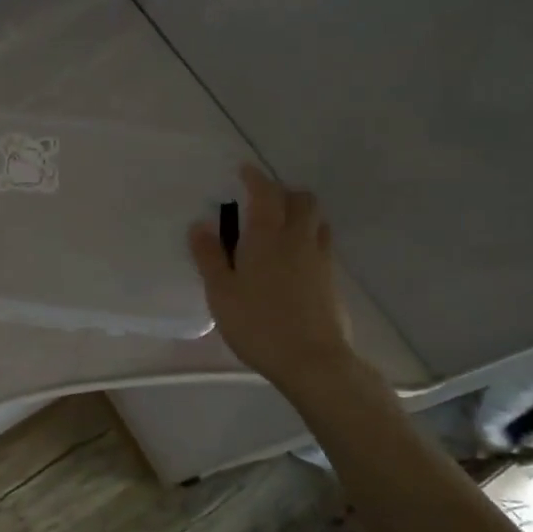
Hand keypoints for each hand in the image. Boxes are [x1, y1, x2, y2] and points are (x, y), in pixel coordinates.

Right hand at [189, 164, 357, 389]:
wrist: (312, 360)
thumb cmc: (258, 324)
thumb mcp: (221, 292)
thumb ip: (209, 256)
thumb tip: (200, 225)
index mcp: (267, 236)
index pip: (265, 193)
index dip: (255, 178)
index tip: (244, 170)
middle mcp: (298, 239)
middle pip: (301, 200)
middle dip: (284, 192)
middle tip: (263, 201)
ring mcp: (321, 259)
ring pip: (317, 221)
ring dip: (301, 214)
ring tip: (281, 227)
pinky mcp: (332, 280)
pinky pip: (323, 245)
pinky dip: (308, 239)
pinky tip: (294, 260)